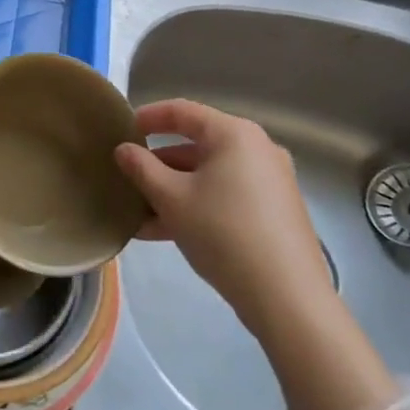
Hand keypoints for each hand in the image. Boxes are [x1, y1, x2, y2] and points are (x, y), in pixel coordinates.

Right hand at [115, 99, 334, 342]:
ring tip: (139, 214)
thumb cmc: (223, 233)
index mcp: (233, 134)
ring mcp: (269, 181)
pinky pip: (225, 195)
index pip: (182, 111)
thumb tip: (123, 149)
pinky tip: (165, 232)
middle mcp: (256, 149)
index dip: (148, 116)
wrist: (287, 299)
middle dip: (158, 164)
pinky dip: (196, 205)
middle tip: (128, 178)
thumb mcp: (171, 199)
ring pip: (209, 175)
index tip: (122, 129)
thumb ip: (141, 168)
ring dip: (172, 191)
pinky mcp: (274, 211)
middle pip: (196, 146)